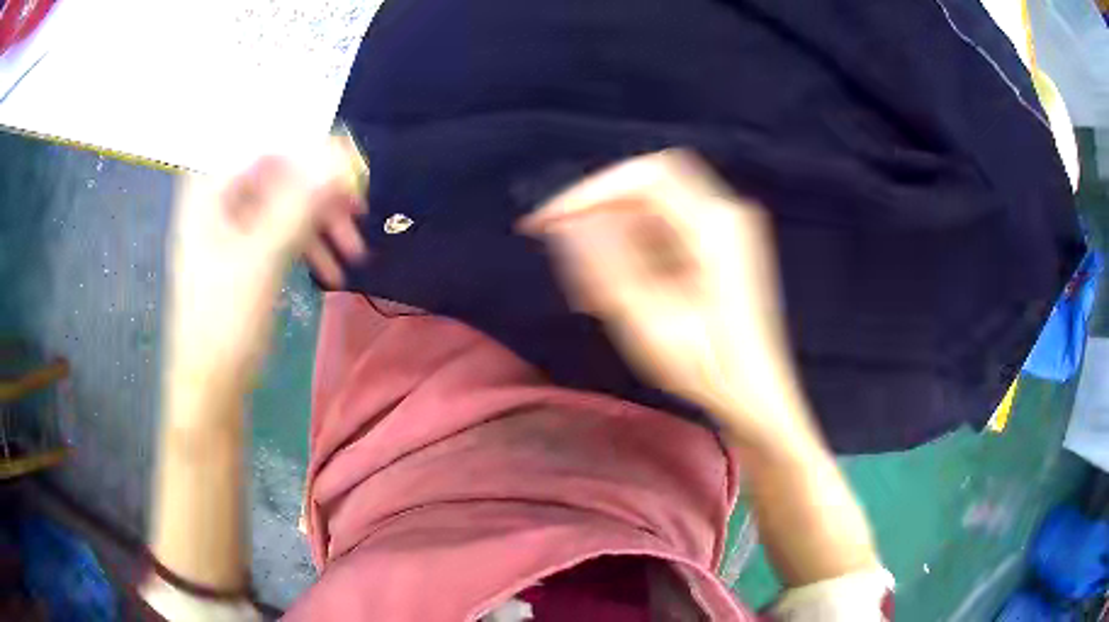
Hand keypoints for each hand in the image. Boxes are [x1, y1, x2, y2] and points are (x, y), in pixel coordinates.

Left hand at [166, 137, 366, 402]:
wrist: (210, 384)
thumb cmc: (225, 319)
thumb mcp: (264, 256)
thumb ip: (302, 201)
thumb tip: (343, 156)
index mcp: (210, 188)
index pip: (269, 148)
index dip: (314, 153)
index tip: (353, 172)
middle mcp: (218, 198)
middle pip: (280, 177)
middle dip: (321, 197)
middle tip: (359, 214)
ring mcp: (228, 227)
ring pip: (284, 207)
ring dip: (319, 226)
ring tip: (353, 253)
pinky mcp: (240, 253)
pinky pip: (278, 234)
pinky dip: (305, 246)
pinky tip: (330, 269)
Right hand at [521, 150, 817, 449]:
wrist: (757, 396)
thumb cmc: (709, 368)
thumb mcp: (648, 320)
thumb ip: (605, 263)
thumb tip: (567, 223)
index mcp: (715, 225)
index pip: (646, 176)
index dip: (592, 190)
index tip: (550, 221)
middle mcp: (725, 213)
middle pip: (651, 183)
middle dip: (601, 206)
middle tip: (562, 240)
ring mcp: (726, 228)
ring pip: (655, 206)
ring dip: (615, 230)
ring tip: (587, 279)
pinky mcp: (720, 246)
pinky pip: (667, 228)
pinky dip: (635, 245)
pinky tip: (616, 282)